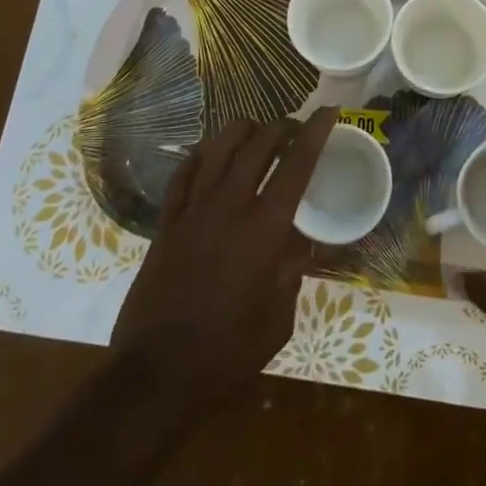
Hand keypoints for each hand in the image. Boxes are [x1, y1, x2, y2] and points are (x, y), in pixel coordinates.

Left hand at [110, 109, 337, 404]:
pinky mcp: (166, 222)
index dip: (315, 132)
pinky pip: (184, 172)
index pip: (297, 164)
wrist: (157, 375)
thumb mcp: (278, 319)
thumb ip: (292, 271)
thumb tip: (300, 243)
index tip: (329, 110)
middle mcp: (229, 205)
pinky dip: (203, 154)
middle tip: (296, 129)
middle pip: (258, 144)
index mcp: (265, 229)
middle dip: (282, 126)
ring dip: (243, 131)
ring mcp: (193, 210)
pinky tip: (211, 154)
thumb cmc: (227, 353)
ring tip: (257, 133)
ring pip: (218, 147)